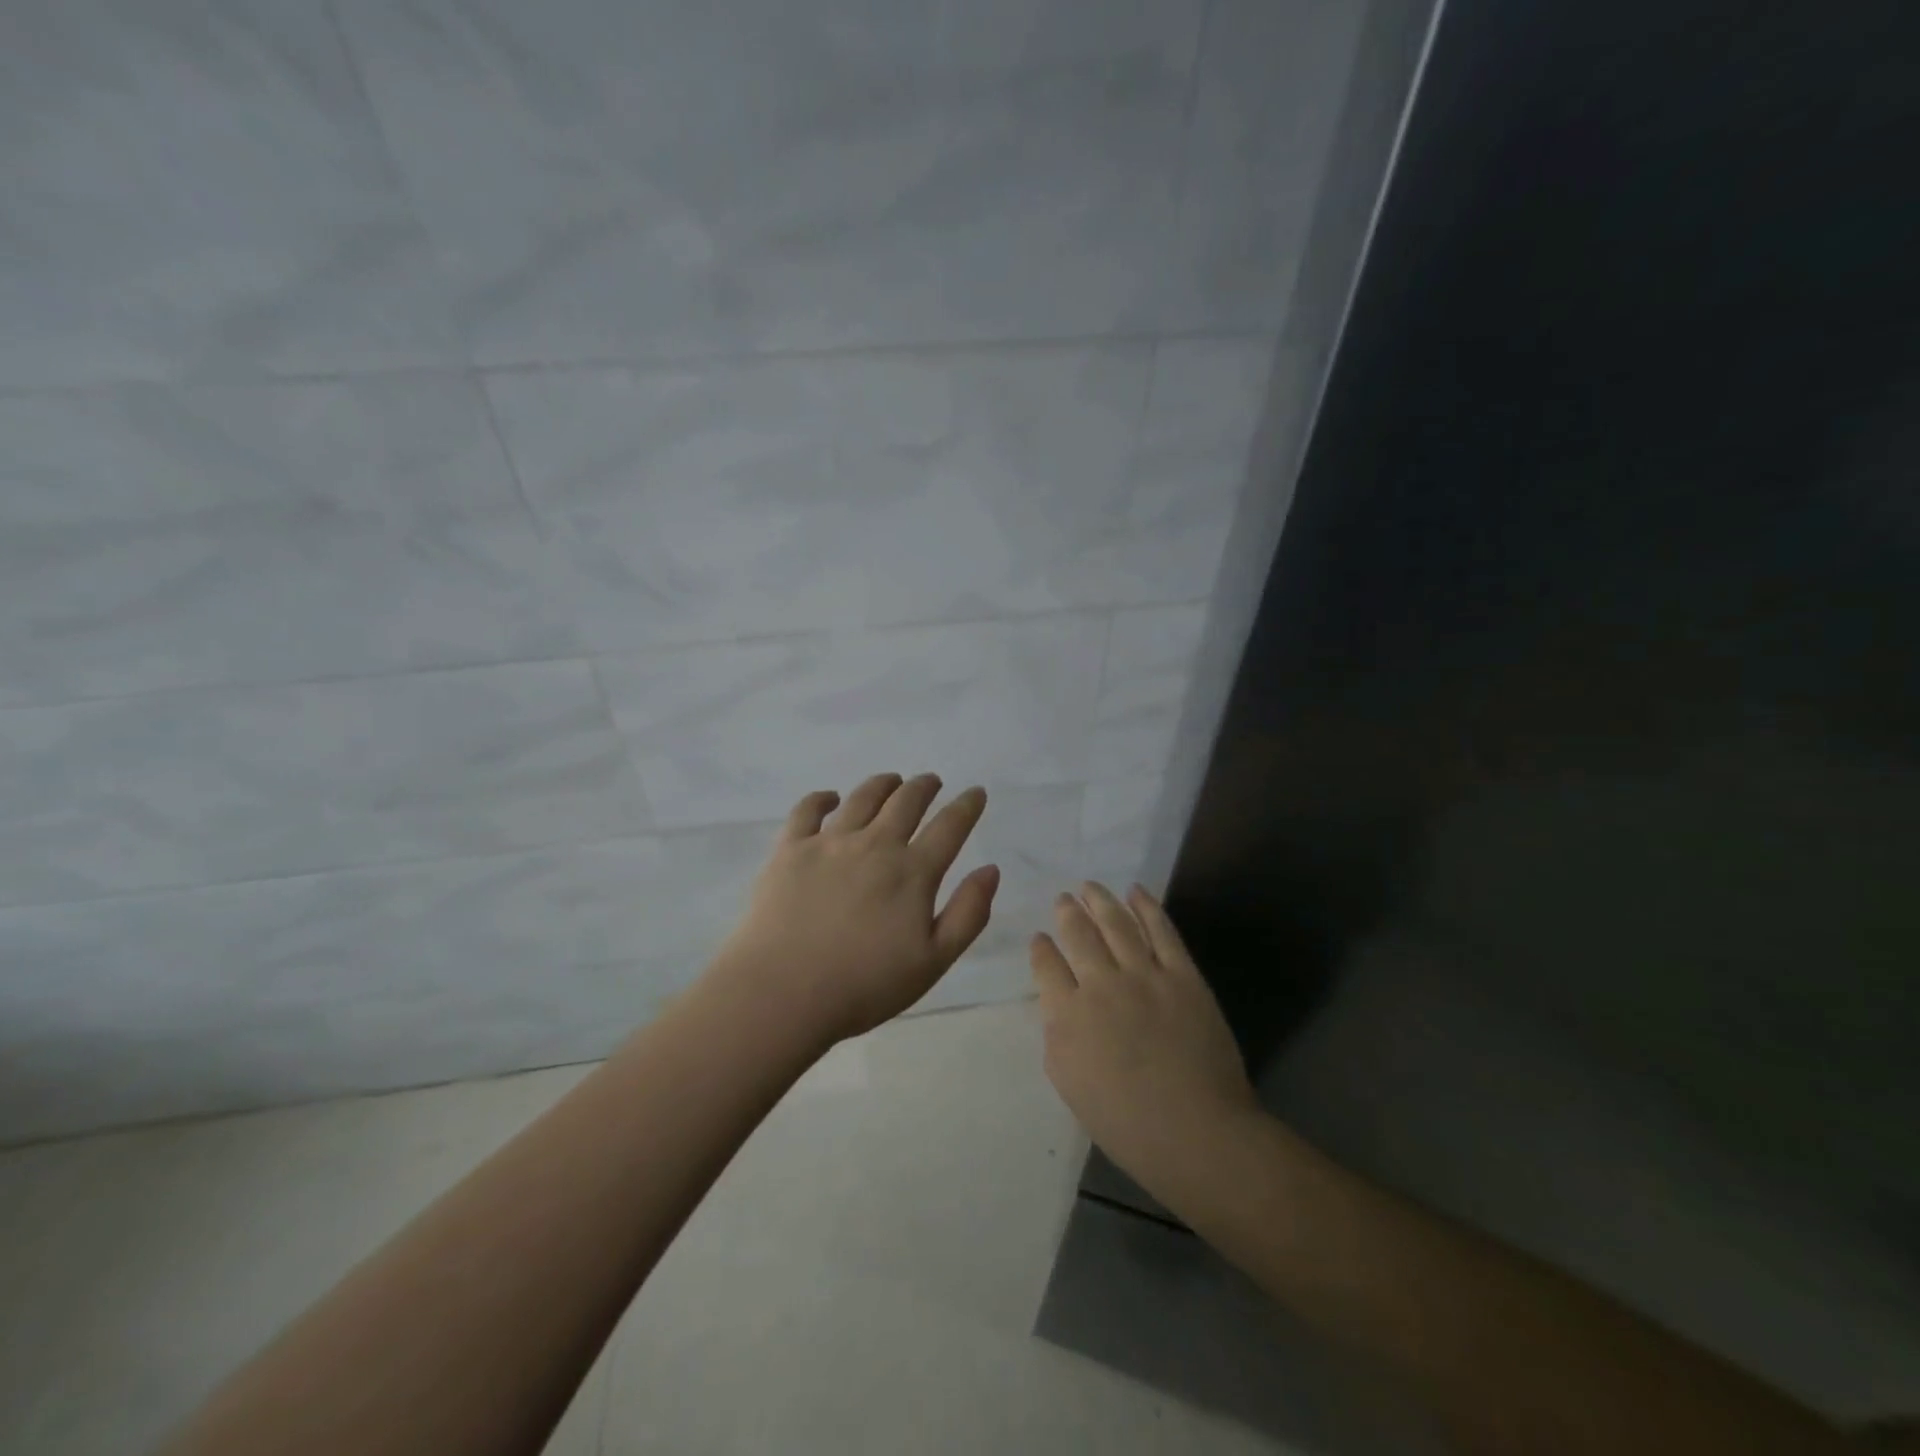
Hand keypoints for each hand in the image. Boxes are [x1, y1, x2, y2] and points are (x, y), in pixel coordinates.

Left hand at [711, 773, 999, 1044]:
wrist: (782, 993)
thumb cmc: (864, 986)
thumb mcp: (933, 961)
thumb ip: (968, 913)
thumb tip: (991, 870)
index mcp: (912, 872)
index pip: (950, 826)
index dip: (967, 806)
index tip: (976, 793)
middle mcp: (875, 845)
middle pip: (906, 801)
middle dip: (924, 786)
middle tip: (932, 782)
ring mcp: (830, 842)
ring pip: (863, 797)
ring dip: (883, 784)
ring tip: (892, 781)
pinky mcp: (790, 849)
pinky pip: (808, 809)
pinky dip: (823, 798)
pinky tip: (830, 798)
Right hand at [1031, 883, 1258, 1199]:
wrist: (1197, 1131)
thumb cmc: (1126, 1122)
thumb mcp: (1069, 1083)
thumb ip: (1057, 1035)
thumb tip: (1058, 1003)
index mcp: (1068, 1014)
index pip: (1046, 965)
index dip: (1041, 948)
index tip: (1041, 938)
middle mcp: (1101, 984)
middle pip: (1078, 934)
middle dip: (1068, 913)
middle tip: (1064, 899)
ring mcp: (1144, 975)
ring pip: (1116, 923)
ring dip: (1101, 900)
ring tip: (1090, 886)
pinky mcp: (1183, 975)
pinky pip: (1162, 930)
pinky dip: (1147, 906)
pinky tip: (1136, 892)